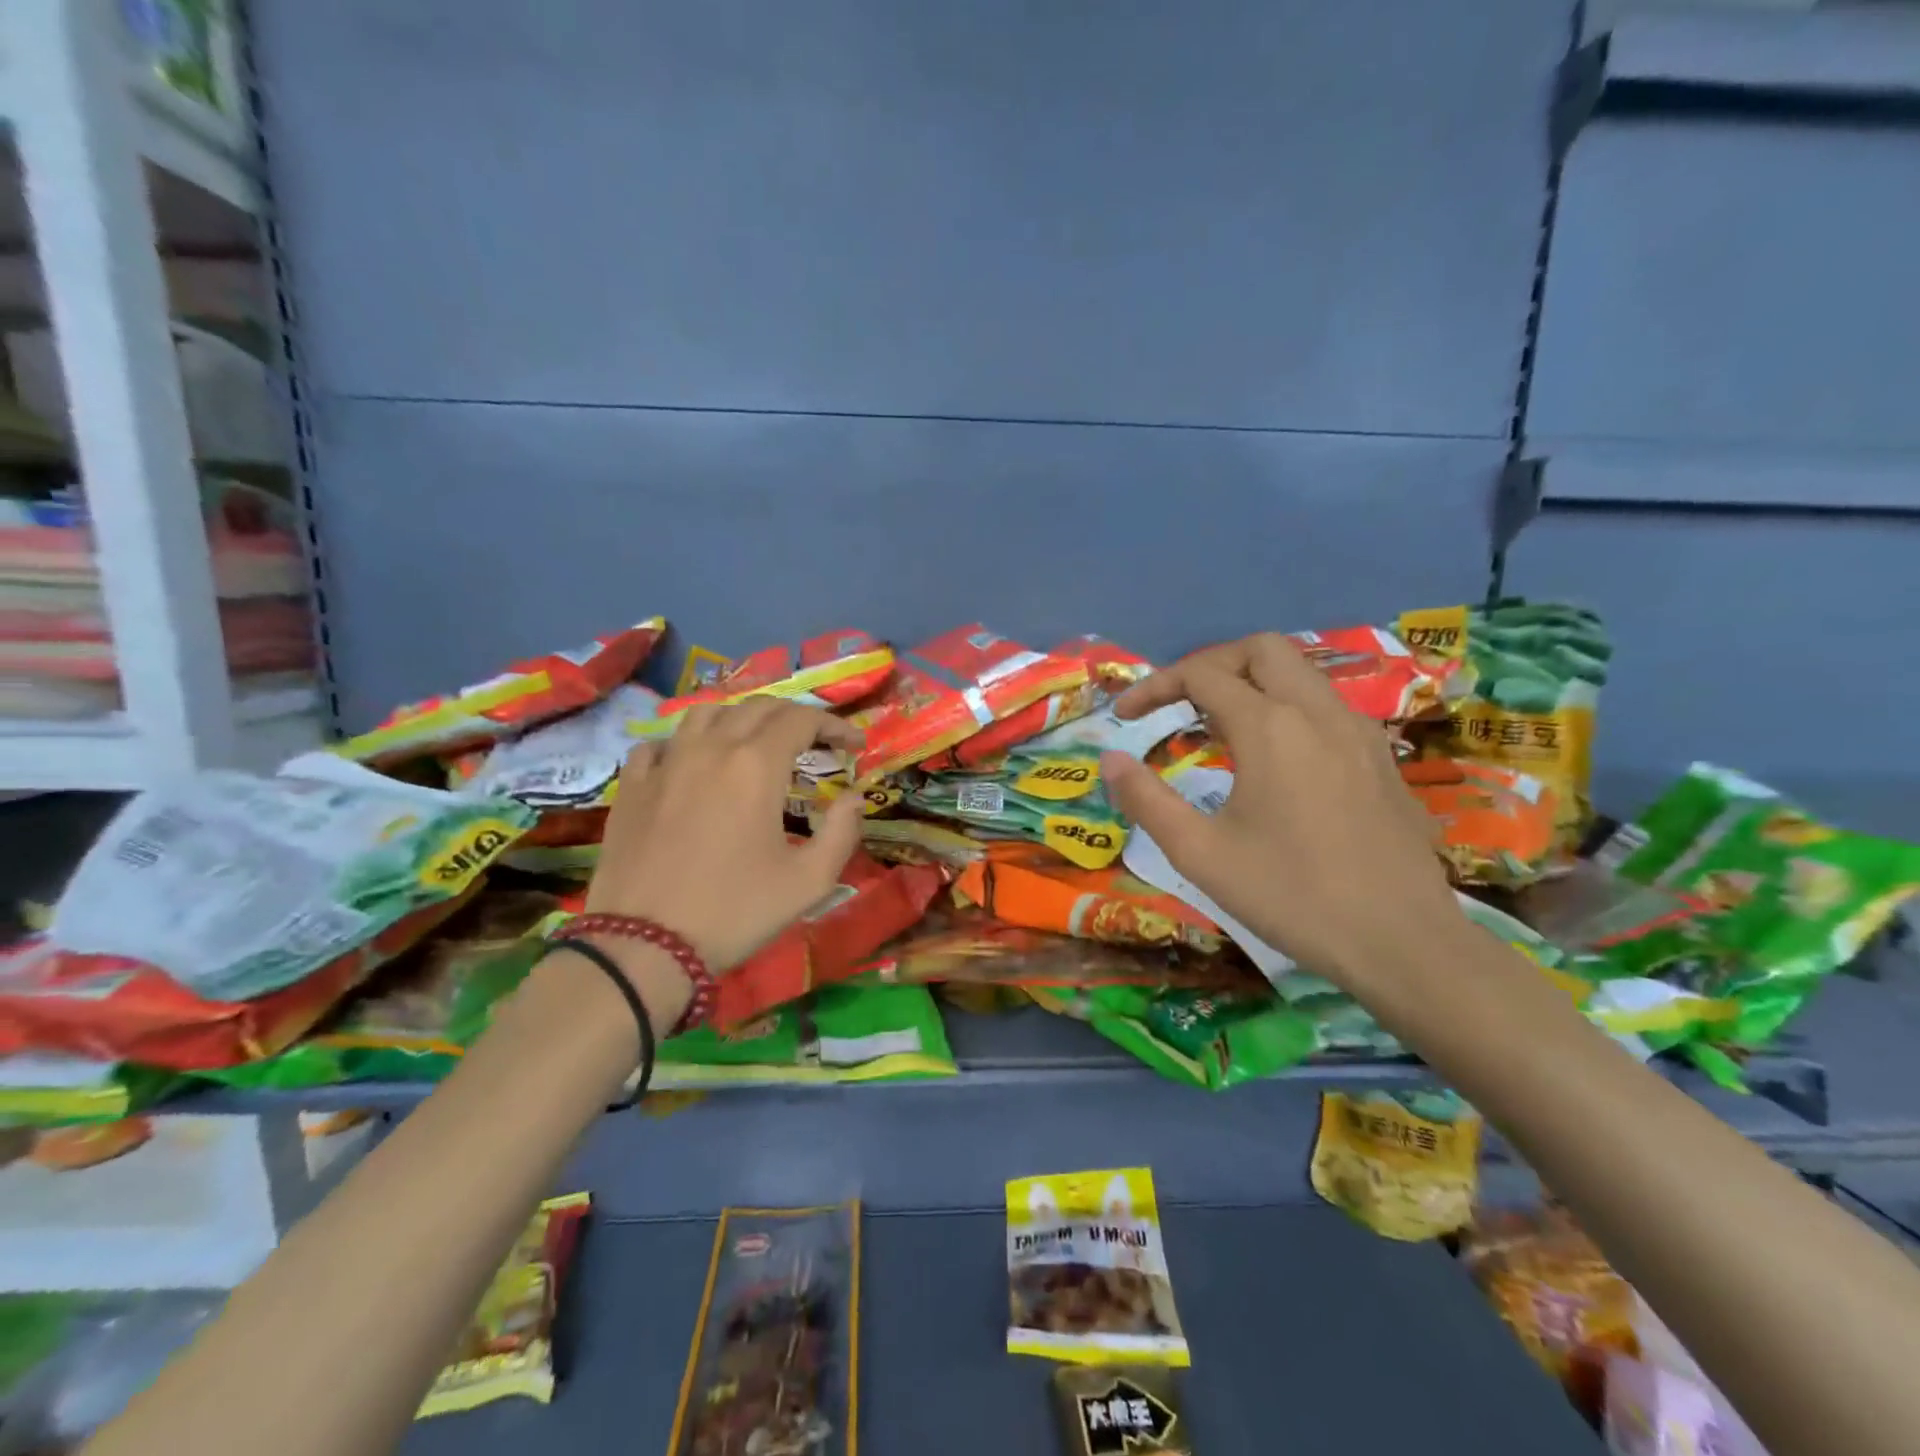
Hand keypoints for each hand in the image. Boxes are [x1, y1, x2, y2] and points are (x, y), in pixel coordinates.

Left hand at [584, 700, 864, 975]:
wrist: (643, 947)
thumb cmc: (735, 912)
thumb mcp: (809, 881)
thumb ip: (843, 831)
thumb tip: (854, 797)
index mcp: (756, 765)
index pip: (801, 719)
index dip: (833, 725)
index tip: (853, 746)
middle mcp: (711, 749)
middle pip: (757, 707)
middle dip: (794, 716)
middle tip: (814, 742)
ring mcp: (666, 763)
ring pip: (707, 713)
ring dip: (741, 718)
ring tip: (756, 742)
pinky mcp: (632, 786)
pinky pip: (660, 744)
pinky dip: (686, 743)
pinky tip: (693, 764)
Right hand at [1099, 633, 1466, 998]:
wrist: (1403, 942)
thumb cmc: (1292, 896)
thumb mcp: (1200, 854)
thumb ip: (1146, 800)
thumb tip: (1109, 761)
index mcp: (1270, 727)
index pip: (1201, 675)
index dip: (1154, 687)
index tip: (1125, 717)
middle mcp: (1318, 712)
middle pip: (1260, 650)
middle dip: (1210, 664)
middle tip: (1179, 703)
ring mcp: (1359, 731)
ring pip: (1301, 673)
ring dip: (1252, 683)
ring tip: (1219, 728)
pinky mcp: (1382, 758)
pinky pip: (1327, 706)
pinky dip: (1288, 708)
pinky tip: (1276, 759)